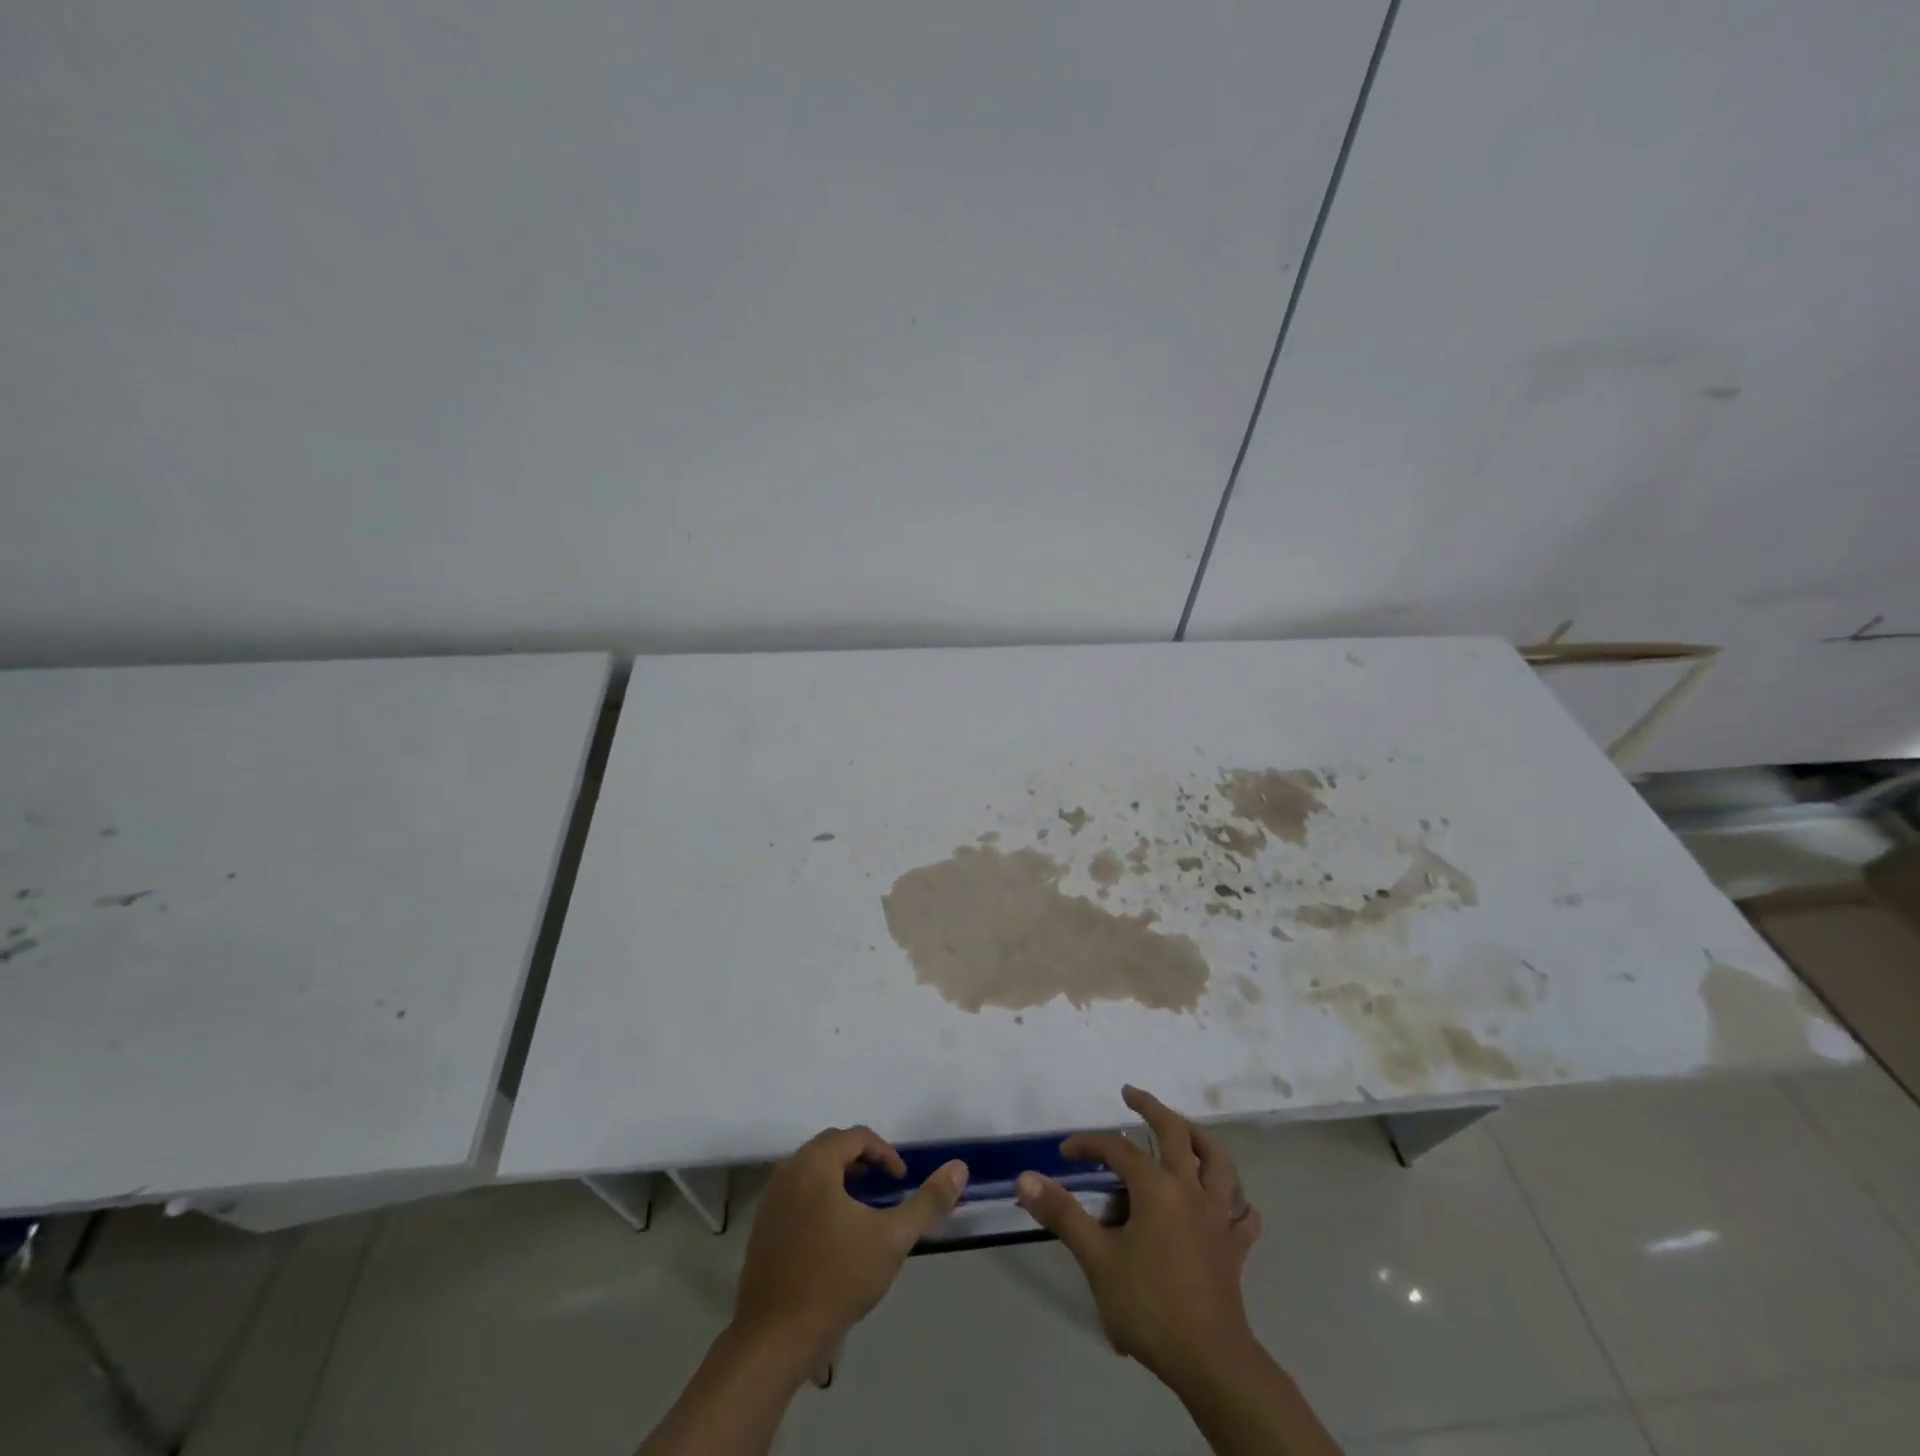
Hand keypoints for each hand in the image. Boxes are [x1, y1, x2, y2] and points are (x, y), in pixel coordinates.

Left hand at [732, 1127, 967, 1362]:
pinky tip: (834, 1237)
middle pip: (832, 1148)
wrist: (774, 1339)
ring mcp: (770, 1199)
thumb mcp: (892, 1239)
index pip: (857, 1136)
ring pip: (813, 1171)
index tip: (901, 1182)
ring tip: (863, 1213)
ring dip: (841, 1180)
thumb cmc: (836, 1279)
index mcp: (815, 1163)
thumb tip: (959, 1167)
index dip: (885, 1154)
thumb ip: (928, 1202)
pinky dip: (819, 1199)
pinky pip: (796, 1195)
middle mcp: (788, 1170)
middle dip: (863, 1163)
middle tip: (885, 1191)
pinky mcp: (762, 1228)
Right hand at [1017, 1085, 1262, 1388]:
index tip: (1066, 1153)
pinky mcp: (1235, 1247)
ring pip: (1219, 1162)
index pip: (1118, 1150)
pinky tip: (1230, 1203)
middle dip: (1152, 1108)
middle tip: (1132, 1094)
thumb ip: (1063, 1215)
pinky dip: (1237, 1203)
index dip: (1090, 1145)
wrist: (1209, 1361)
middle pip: (1175, 1133)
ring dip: (1201, 1140)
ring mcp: (1219, 1217)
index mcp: (1156, 1188)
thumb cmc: (1149, 1305)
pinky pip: (1243, 1216)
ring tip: (1186, 1130)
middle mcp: (1190, 1189)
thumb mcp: (1097, 1259)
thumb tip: (1026, 1178)